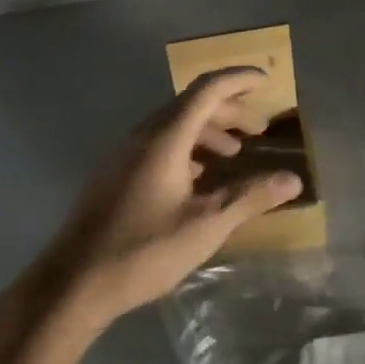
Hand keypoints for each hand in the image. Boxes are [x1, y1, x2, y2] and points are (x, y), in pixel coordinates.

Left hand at [24, 70, 302, 329]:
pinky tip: (198, 177)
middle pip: (191, 104)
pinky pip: (158, 142)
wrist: (72, 283)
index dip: (238, 79)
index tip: (266, 81)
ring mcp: (124, 152)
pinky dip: (186, 146)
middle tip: (259, 128)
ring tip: (234, 154)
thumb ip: (249, 197)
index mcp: (166, 137)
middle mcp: (143, 134)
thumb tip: (292, 180)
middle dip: (229, 110)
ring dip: (207, 130)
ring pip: (173, 123)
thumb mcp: (205, 226)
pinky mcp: (115, 171)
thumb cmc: (143, 250)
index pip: (207, 89)